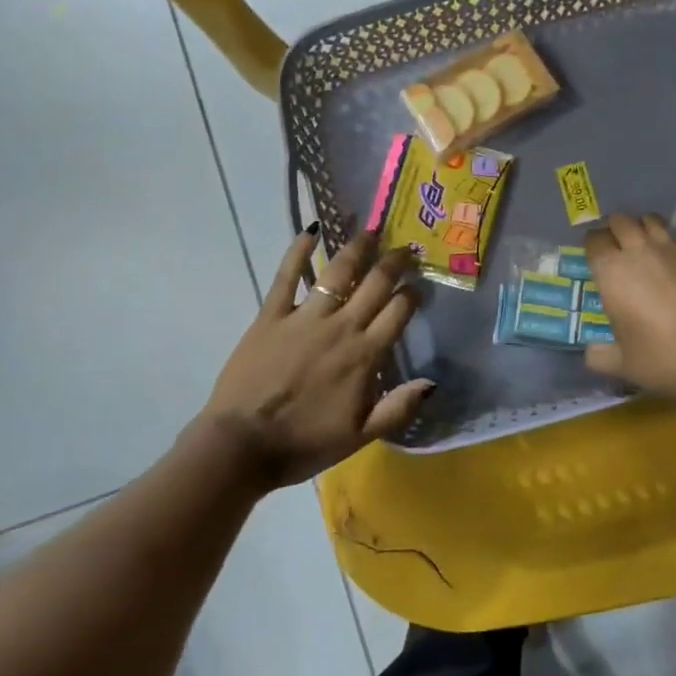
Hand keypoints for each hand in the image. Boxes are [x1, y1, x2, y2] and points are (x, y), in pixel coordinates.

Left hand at [202, 227, 433, 490]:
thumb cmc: (305, 443)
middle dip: (395, 261)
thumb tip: (432, 382)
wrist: (243, 445)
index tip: (420, 285)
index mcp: (365, 355)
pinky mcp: (271, 315)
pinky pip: (287, 276)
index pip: (399, 311)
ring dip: (357, 248)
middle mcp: (341, 327)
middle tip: (406, 247)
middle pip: (375, 283)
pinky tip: (312, 230)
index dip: (413, 293)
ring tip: (370, 231)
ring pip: (338, 272)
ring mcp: (305, 317)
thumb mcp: (361, 436)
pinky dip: (299, 250)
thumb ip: (398, 408)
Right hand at [583, 213, 675, 405]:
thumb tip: (591, 352)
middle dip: (616, 229)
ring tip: (645, 248)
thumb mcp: (623, 364)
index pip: (594, 240)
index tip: (595, 256)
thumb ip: (600, 355)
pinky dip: (674, 251)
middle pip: (622, 221)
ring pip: (653, 222)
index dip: (592, 245)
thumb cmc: (664, 359)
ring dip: (644, 229)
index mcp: (613, 272)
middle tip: (617, 248)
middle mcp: (642, 252)